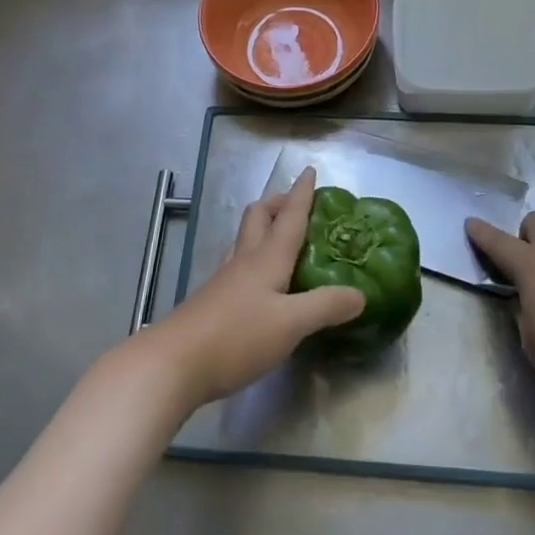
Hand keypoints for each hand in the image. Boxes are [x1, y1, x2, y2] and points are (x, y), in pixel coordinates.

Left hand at [146, 167, 363, 406]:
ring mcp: (224, 281)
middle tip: (297, 205)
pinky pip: (238, 266)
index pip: (289, 217)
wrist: (173, 363)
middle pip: (259, 218)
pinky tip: (262, 282)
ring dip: (264, 229)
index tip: (309, 171)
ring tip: (284, 239)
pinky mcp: (213, 302)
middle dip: (277, 204)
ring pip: (246, 241)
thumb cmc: (236, 336)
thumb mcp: (291, 324)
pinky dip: (255, 260)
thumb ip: (326, 306)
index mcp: (266, 258)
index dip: (301, 194)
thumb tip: (360, 294)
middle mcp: (244, 261)